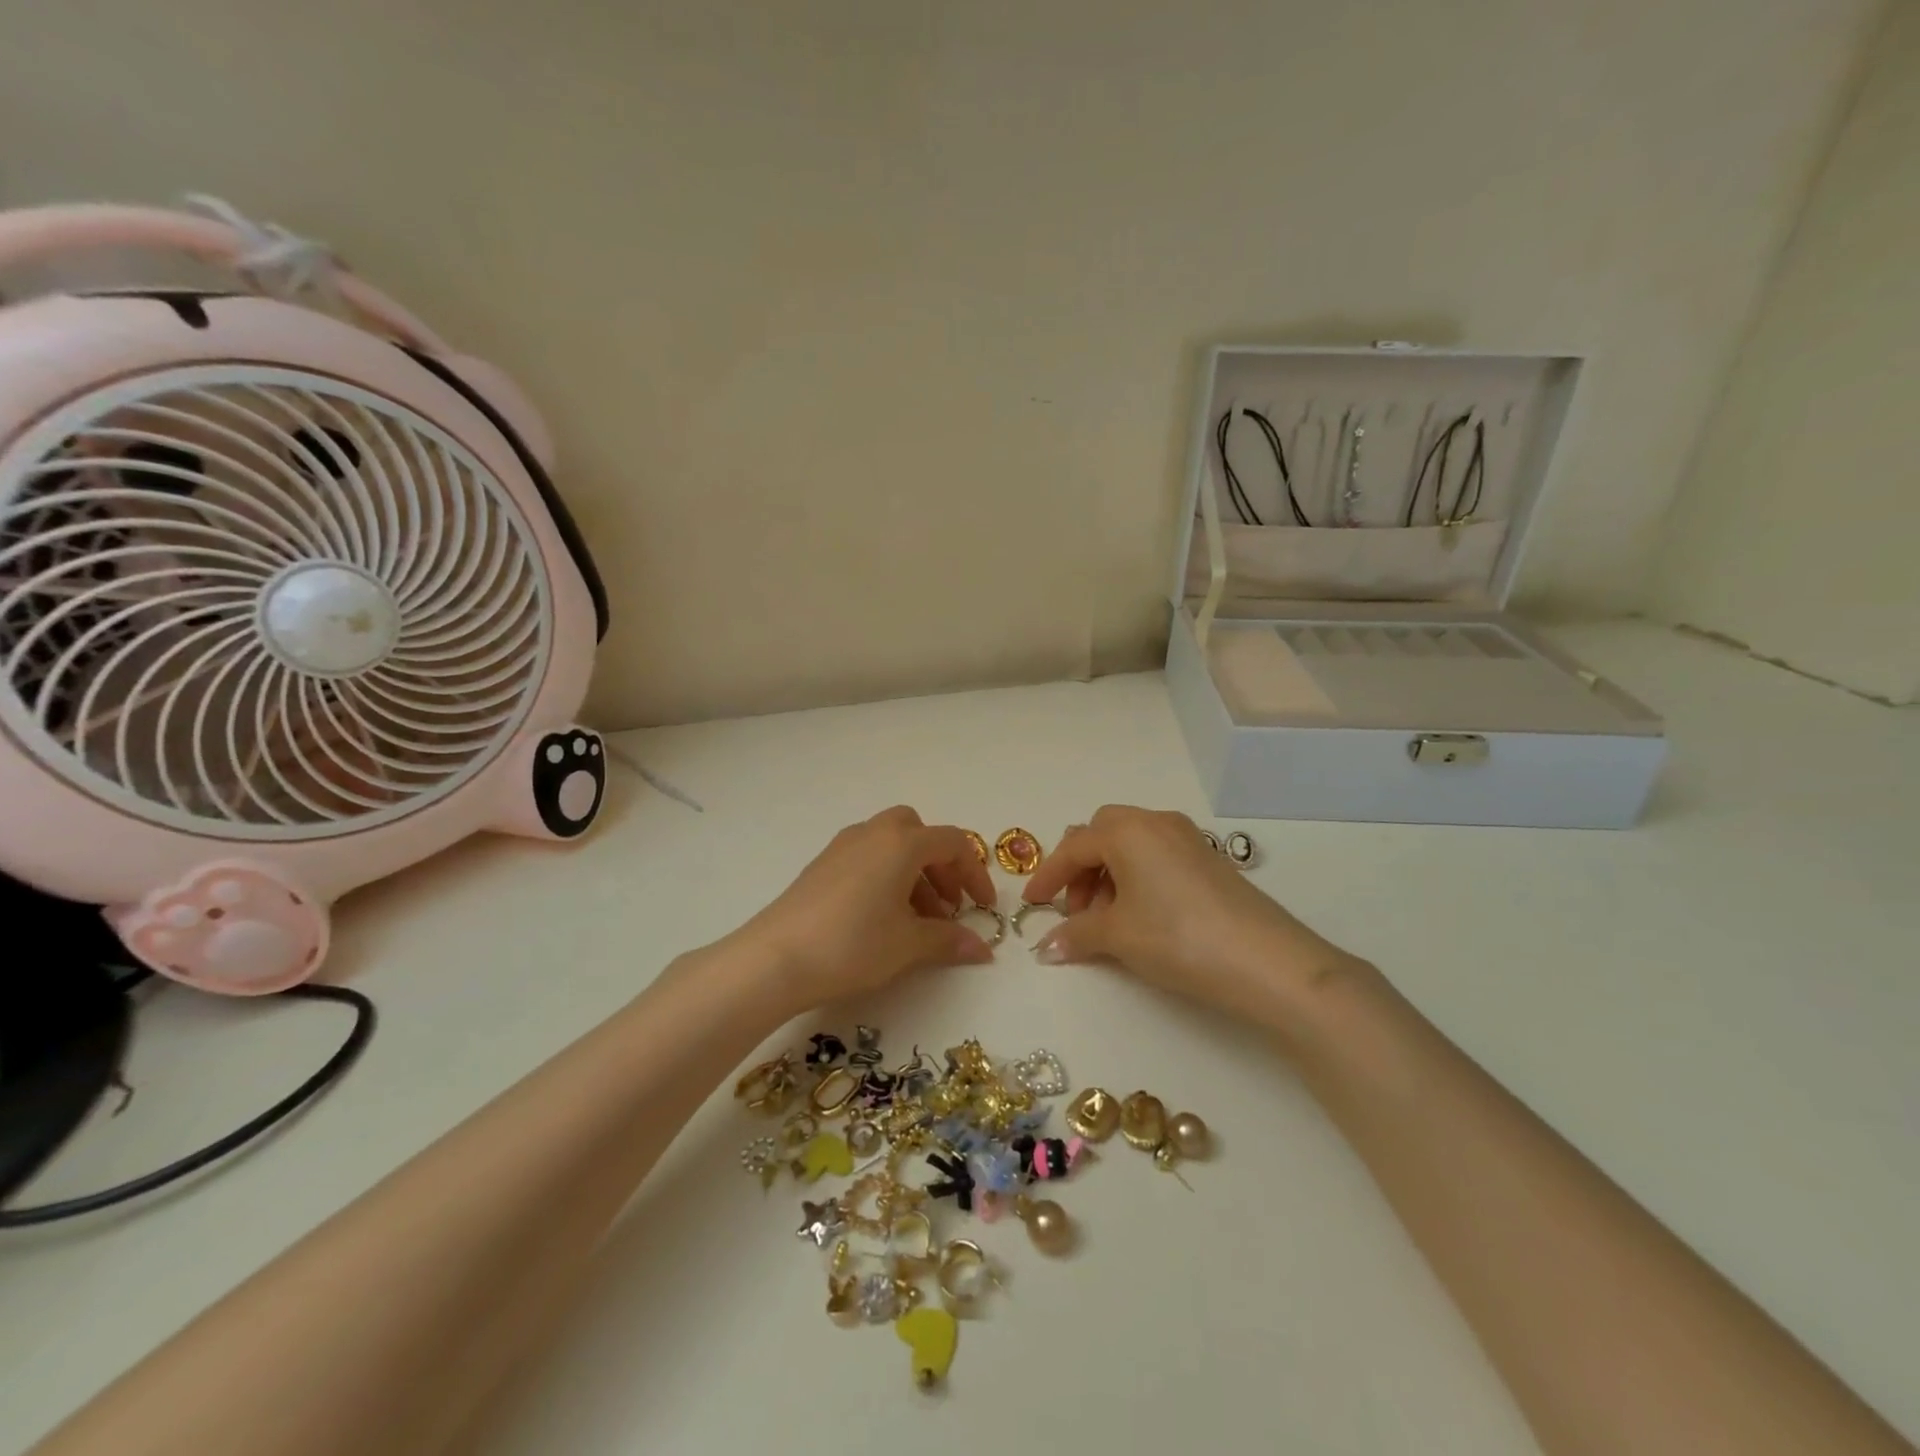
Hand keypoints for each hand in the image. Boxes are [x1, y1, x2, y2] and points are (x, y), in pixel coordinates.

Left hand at [736, 806, 998, 1010]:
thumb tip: (982, 948)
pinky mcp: (821, 866)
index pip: (953, 843)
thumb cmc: (852, 944)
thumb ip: (949, 940)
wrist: (774, 958)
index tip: (983, 907)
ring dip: (914, 874)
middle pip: (919, 833)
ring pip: (891, 845)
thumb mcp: (908, 945)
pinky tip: (882, 918)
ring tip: (918, 921)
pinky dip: (886, 877)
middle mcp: (872, 833)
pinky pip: (867, 858)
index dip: (974, 873)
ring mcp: (842, 847)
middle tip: (948, 906)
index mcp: (901, 843)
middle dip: (941, 866)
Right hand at [1021, 805, 1364, 1026]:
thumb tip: (1045, 948)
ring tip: (1107, 921)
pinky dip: (1137, 879)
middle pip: (1102, 833)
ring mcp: (1188, 839)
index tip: (1031, 904)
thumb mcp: (1118, 936)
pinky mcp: (1210, 860)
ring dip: (1109, 876)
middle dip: (1081, 869)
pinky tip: (1141, 917)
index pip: (1074, 847)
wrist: (1267, 962)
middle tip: (1075, 910)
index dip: (1048, 876)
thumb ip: (1076, 934)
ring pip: (1131, 845)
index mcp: (1128, 830)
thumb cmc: (1178, 938)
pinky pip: (1157, 857)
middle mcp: (1157, 823)